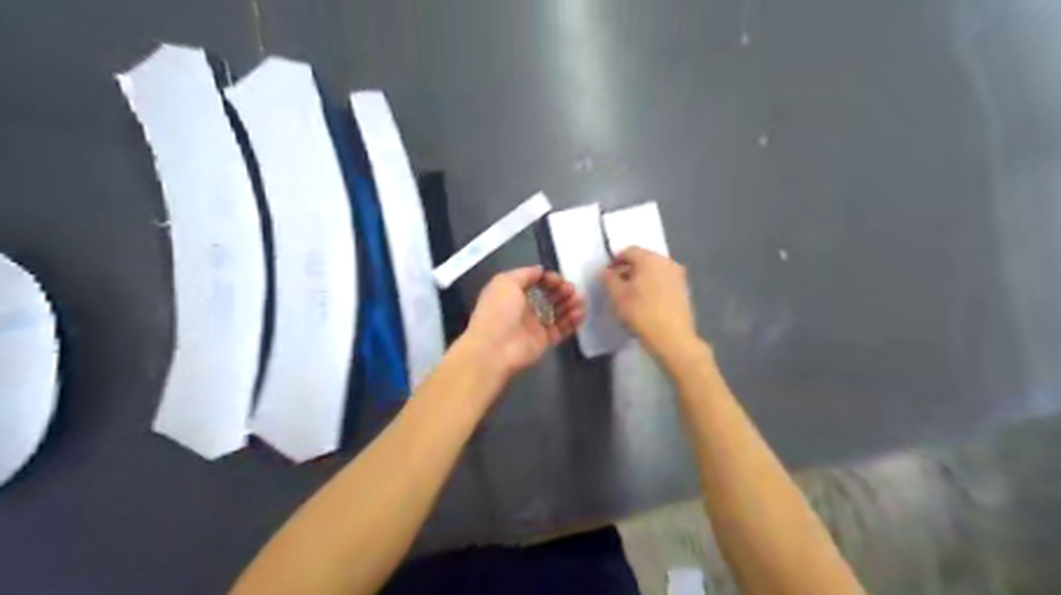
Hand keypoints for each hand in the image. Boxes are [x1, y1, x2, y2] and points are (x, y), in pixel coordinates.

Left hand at [466, 266, 589, 375]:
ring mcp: (534, 326)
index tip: (558, 279)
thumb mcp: (505, 282)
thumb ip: (524, 274)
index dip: (548, 279)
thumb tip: (540, 271)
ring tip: (580, 300)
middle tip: (571, 289)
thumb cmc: (498, 312)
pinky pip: (561, 329)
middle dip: (561, 290)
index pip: (534, 282)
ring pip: (556, 312)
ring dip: (569, 304)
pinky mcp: (544, 341)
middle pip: (547, 296)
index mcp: (511, 293)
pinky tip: (580, 313)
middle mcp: (522, 308)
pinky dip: (572, 321)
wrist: (494, 349)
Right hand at [601, 247, 703, 360]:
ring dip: (642, 279)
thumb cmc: (641, 313)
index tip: (607, 276)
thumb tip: (606, 271)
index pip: (629, 251)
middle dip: (629, 269)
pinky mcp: (684, 290)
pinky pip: (664, 282)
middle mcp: (667, 262)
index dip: (615, 261)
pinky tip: (647, 303)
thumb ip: (609, 279)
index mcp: (650, 259)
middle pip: (644, 259)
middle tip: (618, 286)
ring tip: (632, 296)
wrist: (673, 338)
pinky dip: (653, 287)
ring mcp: (678, 276)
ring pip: (655, 271)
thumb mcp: (617, 295)